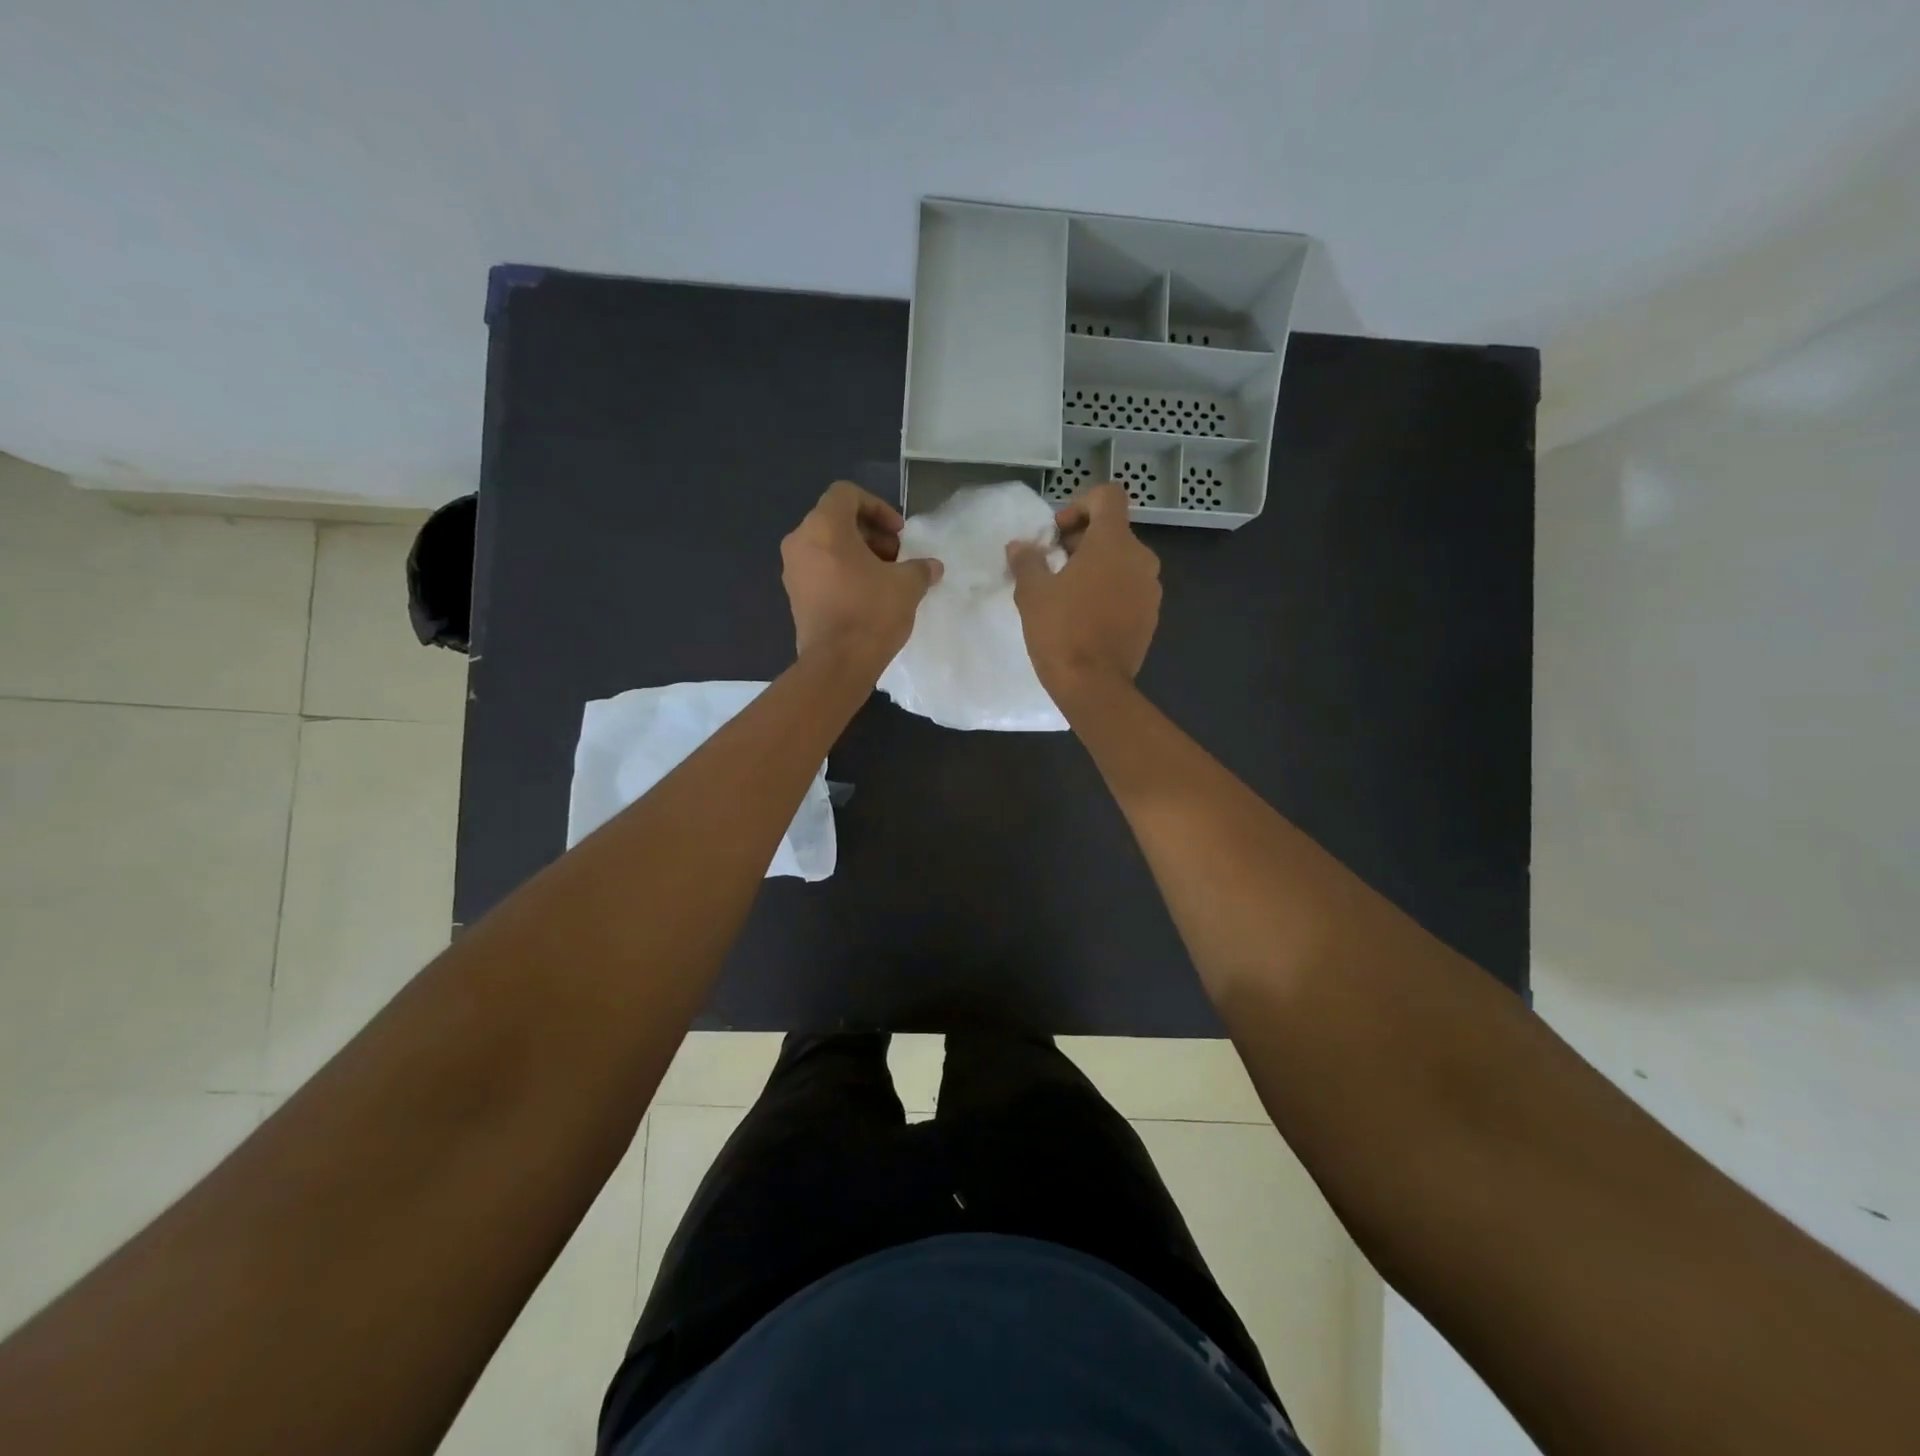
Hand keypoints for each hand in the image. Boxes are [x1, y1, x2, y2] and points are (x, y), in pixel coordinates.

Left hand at [781, 481, 941, 672]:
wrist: (837, 664)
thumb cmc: (871, 612)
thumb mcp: (907, 585)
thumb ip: (920, 568)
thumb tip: (932, 567)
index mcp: (824, 527)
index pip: (847, 494)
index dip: (878, 507)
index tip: (899, 533)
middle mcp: (800, 542)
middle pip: (836, 520)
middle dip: (871, 534)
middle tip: (897, 557)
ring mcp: (793, 570)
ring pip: (827, 546)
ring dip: (858, 554)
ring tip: (886, 578)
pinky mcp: (795, 596)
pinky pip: (820, 570)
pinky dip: (843, 573)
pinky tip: (868, 596)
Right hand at [1006, 481, 1160, 699]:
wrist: (1094, 686)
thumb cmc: (1061, 631)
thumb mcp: (1032, 593)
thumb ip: (1027, 561)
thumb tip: (1019, 546)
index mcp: (1114, 543)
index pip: (1108, 496)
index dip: (1080, 505)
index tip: (1057, 534)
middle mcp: (1141, 559)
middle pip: (1114, 531)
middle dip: (1082, 541)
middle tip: (1053, 566)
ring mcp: (1151, 590)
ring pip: (1123, 562)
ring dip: (1096, 568)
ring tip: (1067, 593)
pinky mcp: (1151, 617)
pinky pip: (1130, 590)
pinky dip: (1110, 591)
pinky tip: (1085, 616)